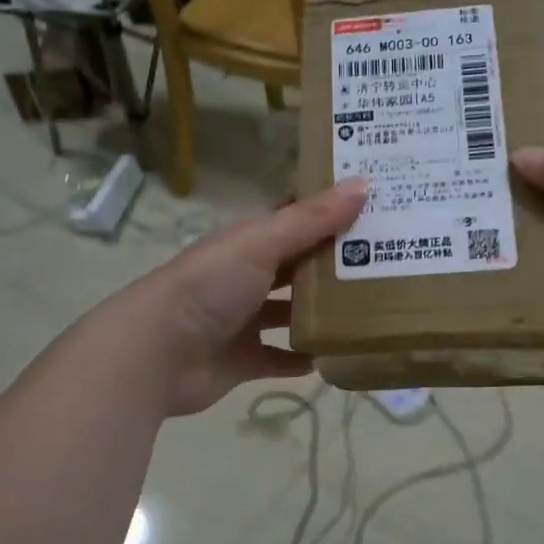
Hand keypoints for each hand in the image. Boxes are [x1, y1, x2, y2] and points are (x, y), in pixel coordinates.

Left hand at [105, 179, 366, 416]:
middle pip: (296, 266)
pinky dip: (302, 358)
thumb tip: (363, 183)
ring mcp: (242, 321)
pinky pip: (279, 358)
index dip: (328, 211)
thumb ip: (311, 219)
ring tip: (368, 309)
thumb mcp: (262, 243)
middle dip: (333, 264)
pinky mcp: (242, 360)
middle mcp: (246, 277)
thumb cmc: (209, 287)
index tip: (373, 206)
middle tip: (386, 260)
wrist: (156, 353)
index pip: (293, 219)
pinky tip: (333, 356)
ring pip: (289, 312)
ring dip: (320, 312)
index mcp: (248, 242)